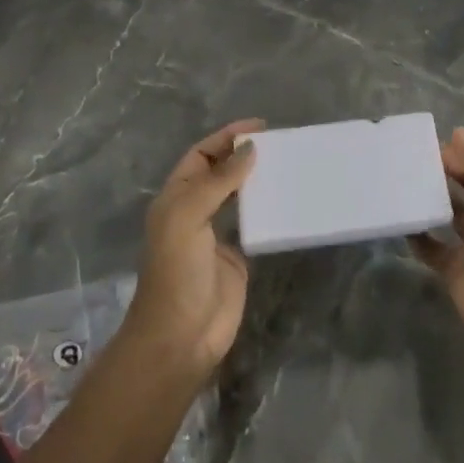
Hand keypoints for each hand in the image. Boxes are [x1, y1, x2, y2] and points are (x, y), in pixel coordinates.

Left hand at [124, 120, 261, 379]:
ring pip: (239, 196)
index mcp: (176, 197)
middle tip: (280, 144)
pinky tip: (288, 201)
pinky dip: (269, 210)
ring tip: (287, 166)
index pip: (201, 155)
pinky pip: (255, 225)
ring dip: (258, 180)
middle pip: (220, 172)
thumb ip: (218, 181)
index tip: (259, 127)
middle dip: (244, 155)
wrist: (181, 335)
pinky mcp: (237, 257)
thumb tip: (250, 150)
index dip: (226, 138)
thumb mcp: (188, 217)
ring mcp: (216, 235)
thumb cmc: (177, 271)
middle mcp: (195, 211)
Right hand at [413, 127, 463, 367]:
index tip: (435, 141)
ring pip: (447, 214)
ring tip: (402, 180)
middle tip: (413, 156)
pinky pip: (431, 248)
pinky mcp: (454, 271)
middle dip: (446, 170)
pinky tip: (400, 220)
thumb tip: (460, 135)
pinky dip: (417, 235)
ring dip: (429, 199)